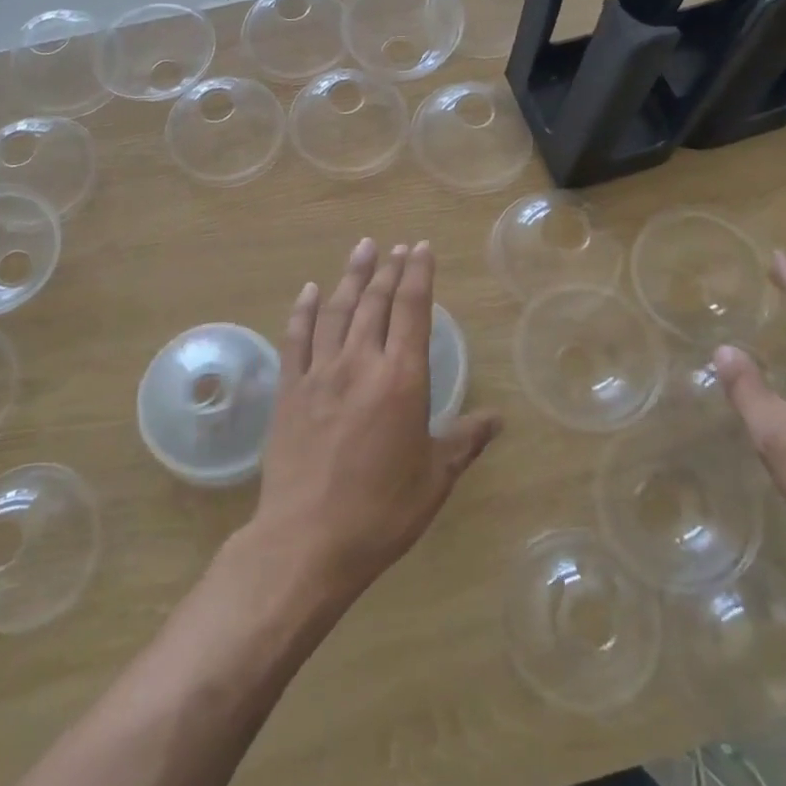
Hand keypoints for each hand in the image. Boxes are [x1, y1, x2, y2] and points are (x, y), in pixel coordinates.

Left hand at [249, 238, 501, 602]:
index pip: (412, 309)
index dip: (418, 274)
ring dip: (351, 276)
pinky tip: (309, 290)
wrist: (308, 540)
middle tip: (395, 246)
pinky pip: (296, 337)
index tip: (420, 247)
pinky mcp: (289, 389)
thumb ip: (464, 441)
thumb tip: (496, 420)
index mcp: (401, 379)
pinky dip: (303, 309)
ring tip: (362, 249)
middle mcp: (360, 362)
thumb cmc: (382, 512)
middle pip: (375, 302)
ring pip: (336, 310)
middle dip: (388, 268)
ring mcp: (319, 372)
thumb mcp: (434, 478)